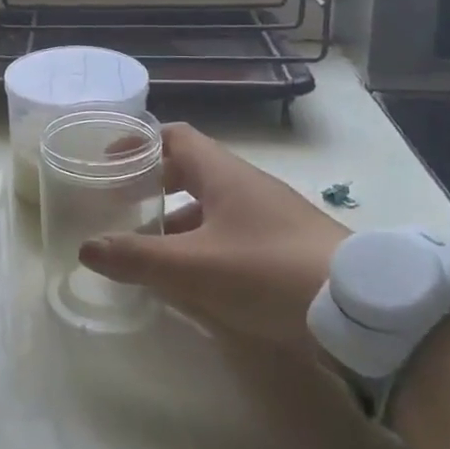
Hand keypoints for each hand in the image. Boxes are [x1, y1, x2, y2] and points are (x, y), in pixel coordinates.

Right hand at [77, 122, 347, 349]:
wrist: (363, 311)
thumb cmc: (269, 271)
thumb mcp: (194, 268)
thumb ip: (138, 257)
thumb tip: (87, 248)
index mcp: (222, 173)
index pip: (174, 136)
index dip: (139, 143)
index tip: (108, 160)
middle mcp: (245, 185)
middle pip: (190, 170)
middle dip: (154, 185)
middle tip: (122, 206)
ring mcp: (270, 216)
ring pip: (212, 206)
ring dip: (178, 221)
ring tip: (149, 249)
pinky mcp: (287, 247)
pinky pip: (233, 233)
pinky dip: (205, 246)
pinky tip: (195, 280)